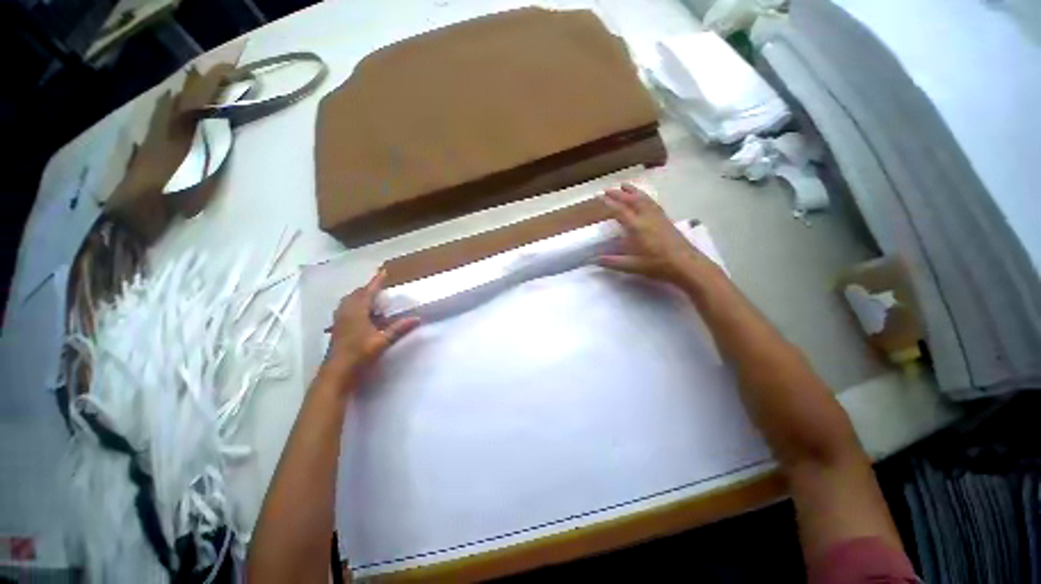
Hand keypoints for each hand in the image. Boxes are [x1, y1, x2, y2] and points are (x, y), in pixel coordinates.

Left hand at [322, 268, 419, 384]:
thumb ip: (399, 329)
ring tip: (372, 298)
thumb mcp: (382, 341)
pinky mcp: (338, 328)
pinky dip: (356, 306)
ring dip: (361, 297)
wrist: (337, 371)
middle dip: (367, 288)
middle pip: (356, 294)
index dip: (376, 281)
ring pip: (349, 302)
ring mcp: (340, 320)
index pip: (368, 292)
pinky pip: (346, 309)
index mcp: (356, 312)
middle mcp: (346, 312)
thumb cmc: (360, 353)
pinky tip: (364, 314)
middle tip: (379, 287)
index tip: (383, 272)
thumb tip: (417, 318)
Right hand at [596, 184, 705, 285]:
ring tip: (625, 185)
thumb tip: (594, 260)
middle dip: (619, 194)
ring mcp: (658, 217)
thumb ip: (613, 262)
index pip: (621, 211)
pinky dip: (645, 197)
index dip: (610, 203)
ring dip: (633, 191)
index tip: (601, 196)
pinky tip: (644, 198)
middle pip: (632, 200)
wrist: (686, 264)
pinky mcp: (666, 219)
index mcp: (637, 227)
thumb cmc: (658, 265)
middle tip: (608, 189)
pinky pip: (653, 203)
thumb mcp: (633, 266)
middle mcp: (647, 218)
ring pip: (644, 199)